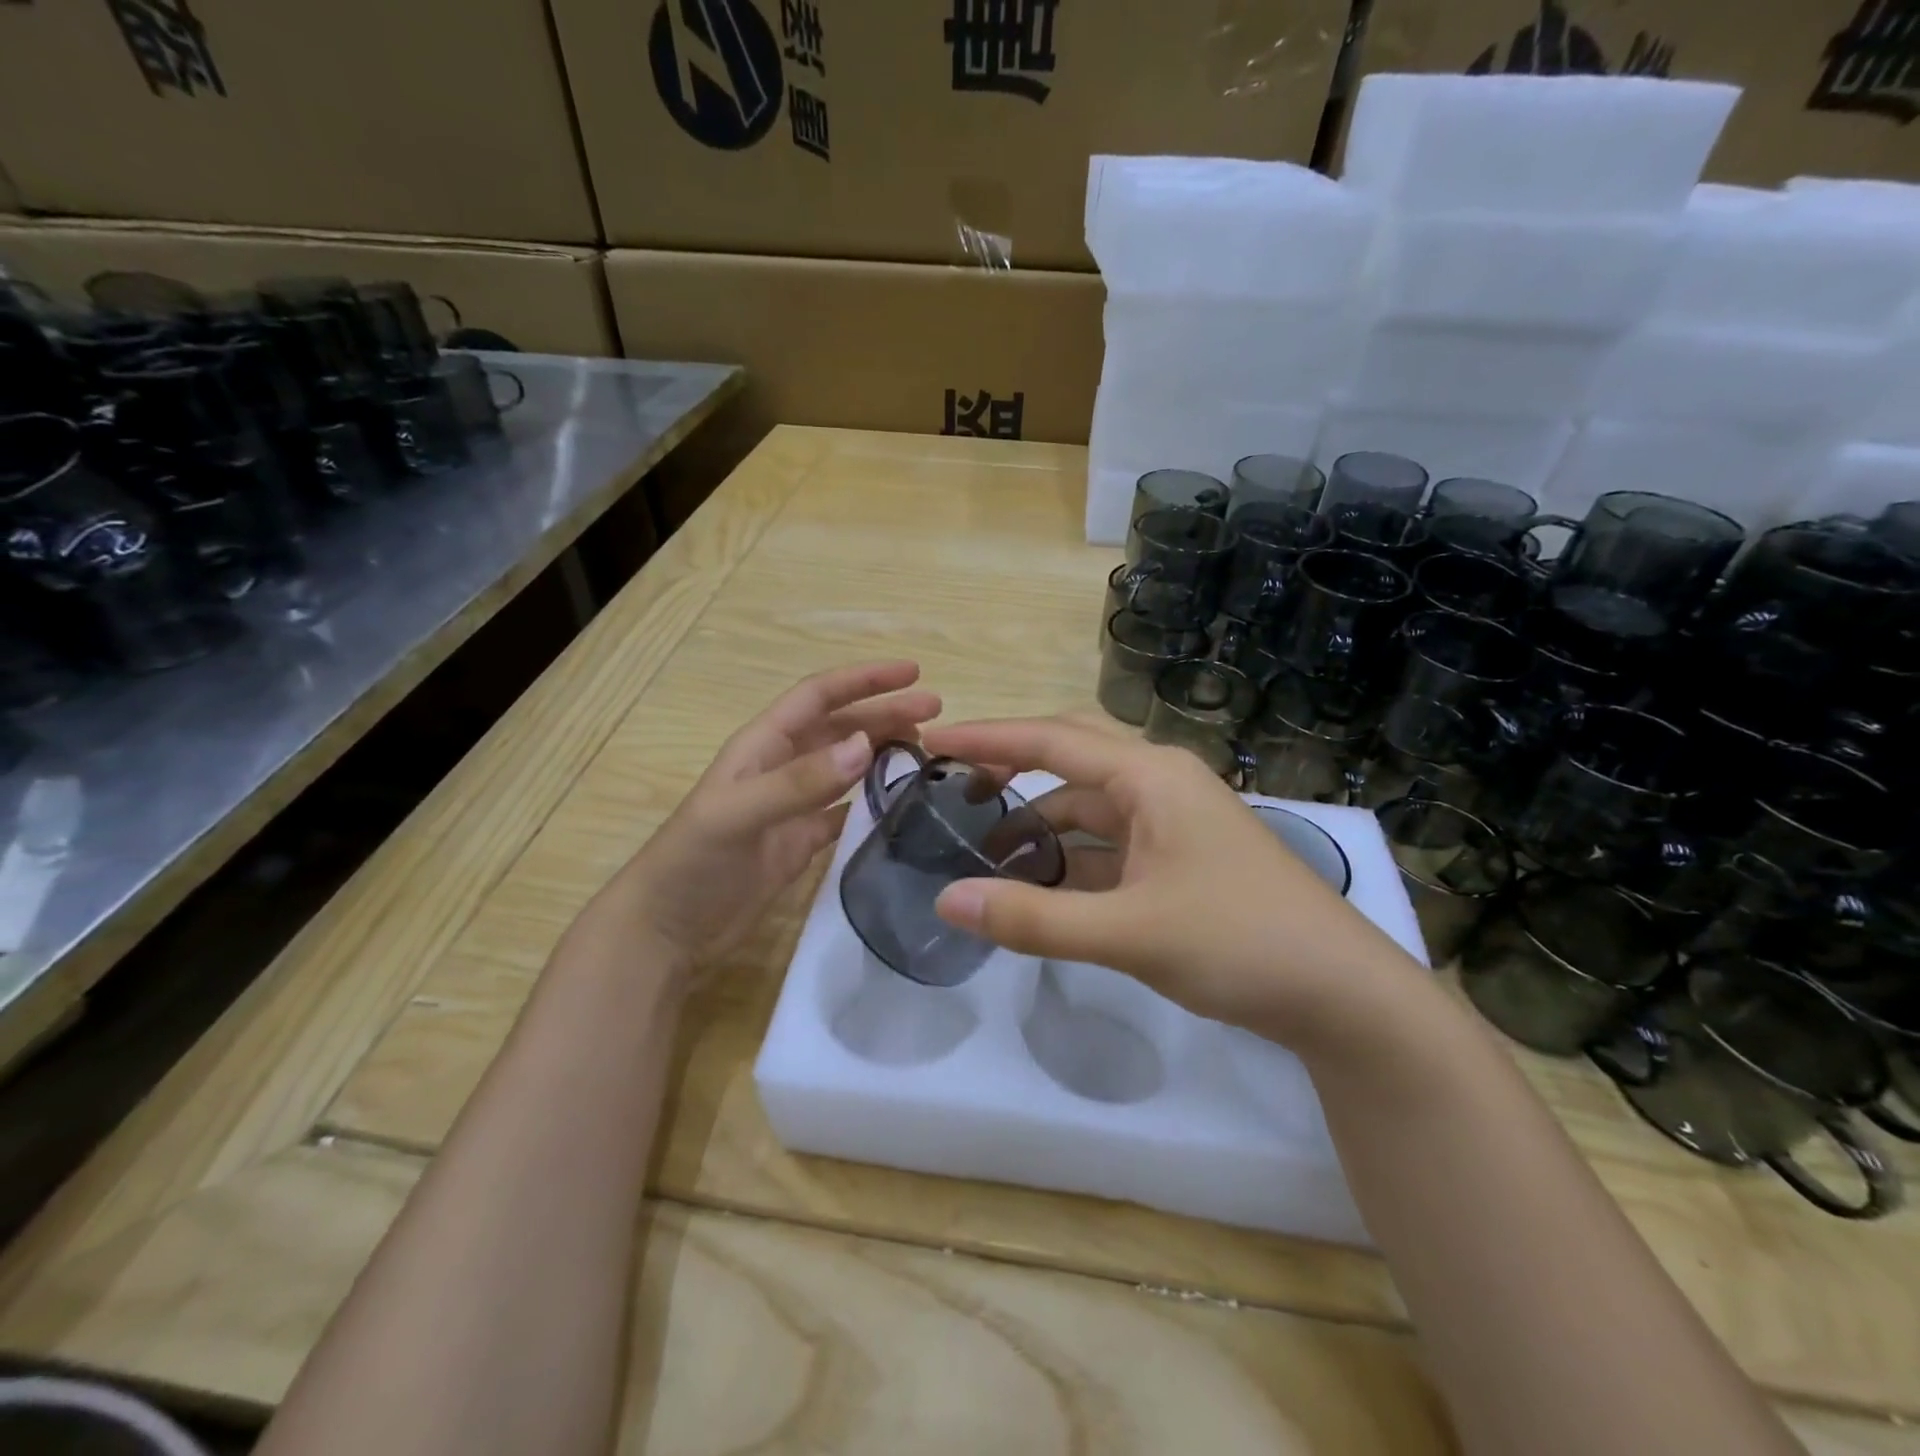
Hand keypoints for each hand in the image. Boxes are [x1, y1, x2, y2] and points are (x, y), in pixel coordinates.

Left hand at [614, 661, 940, 971]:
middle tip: (936, 712)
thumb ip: (800, 782)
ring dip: (883, 751)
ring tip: (926, 748)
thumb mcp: (739, 815)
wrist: (666, 930)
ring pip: (847, 765)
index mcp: (763, 746)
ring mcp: (793, 806)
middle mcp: (781, 767)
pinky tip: (901, 801)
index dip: (864, 679)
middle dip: (885, 712)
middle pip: (841, 727)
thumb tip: (864, 745)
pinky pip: (845, 810)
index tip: (912, 673)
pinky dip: (872, 801)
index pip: (819, 696)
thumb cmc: (692, 862)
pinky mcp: (801, 842)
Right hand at [923, 716, 1423, 1047]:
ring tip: (981, 853)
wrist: (1342, 996)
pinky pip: (1107, 846)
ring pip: (1087, 809)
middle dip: (1010, 767)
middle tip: (951, 784)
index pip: (1050, 740)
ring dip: (1038, 825)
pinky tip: (1037, 887)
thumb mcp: (1128, 932)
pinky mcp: (1177, 861)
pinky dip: (1068, 860)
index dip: (986, 738)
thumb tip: (946, 899)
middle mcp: (1159, 785)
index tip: (931, 739)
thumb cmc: (1240, 941)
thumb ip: (1034, 918)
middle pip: (1068, 759)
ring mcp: (1171, 824)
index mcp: (1150, 775)